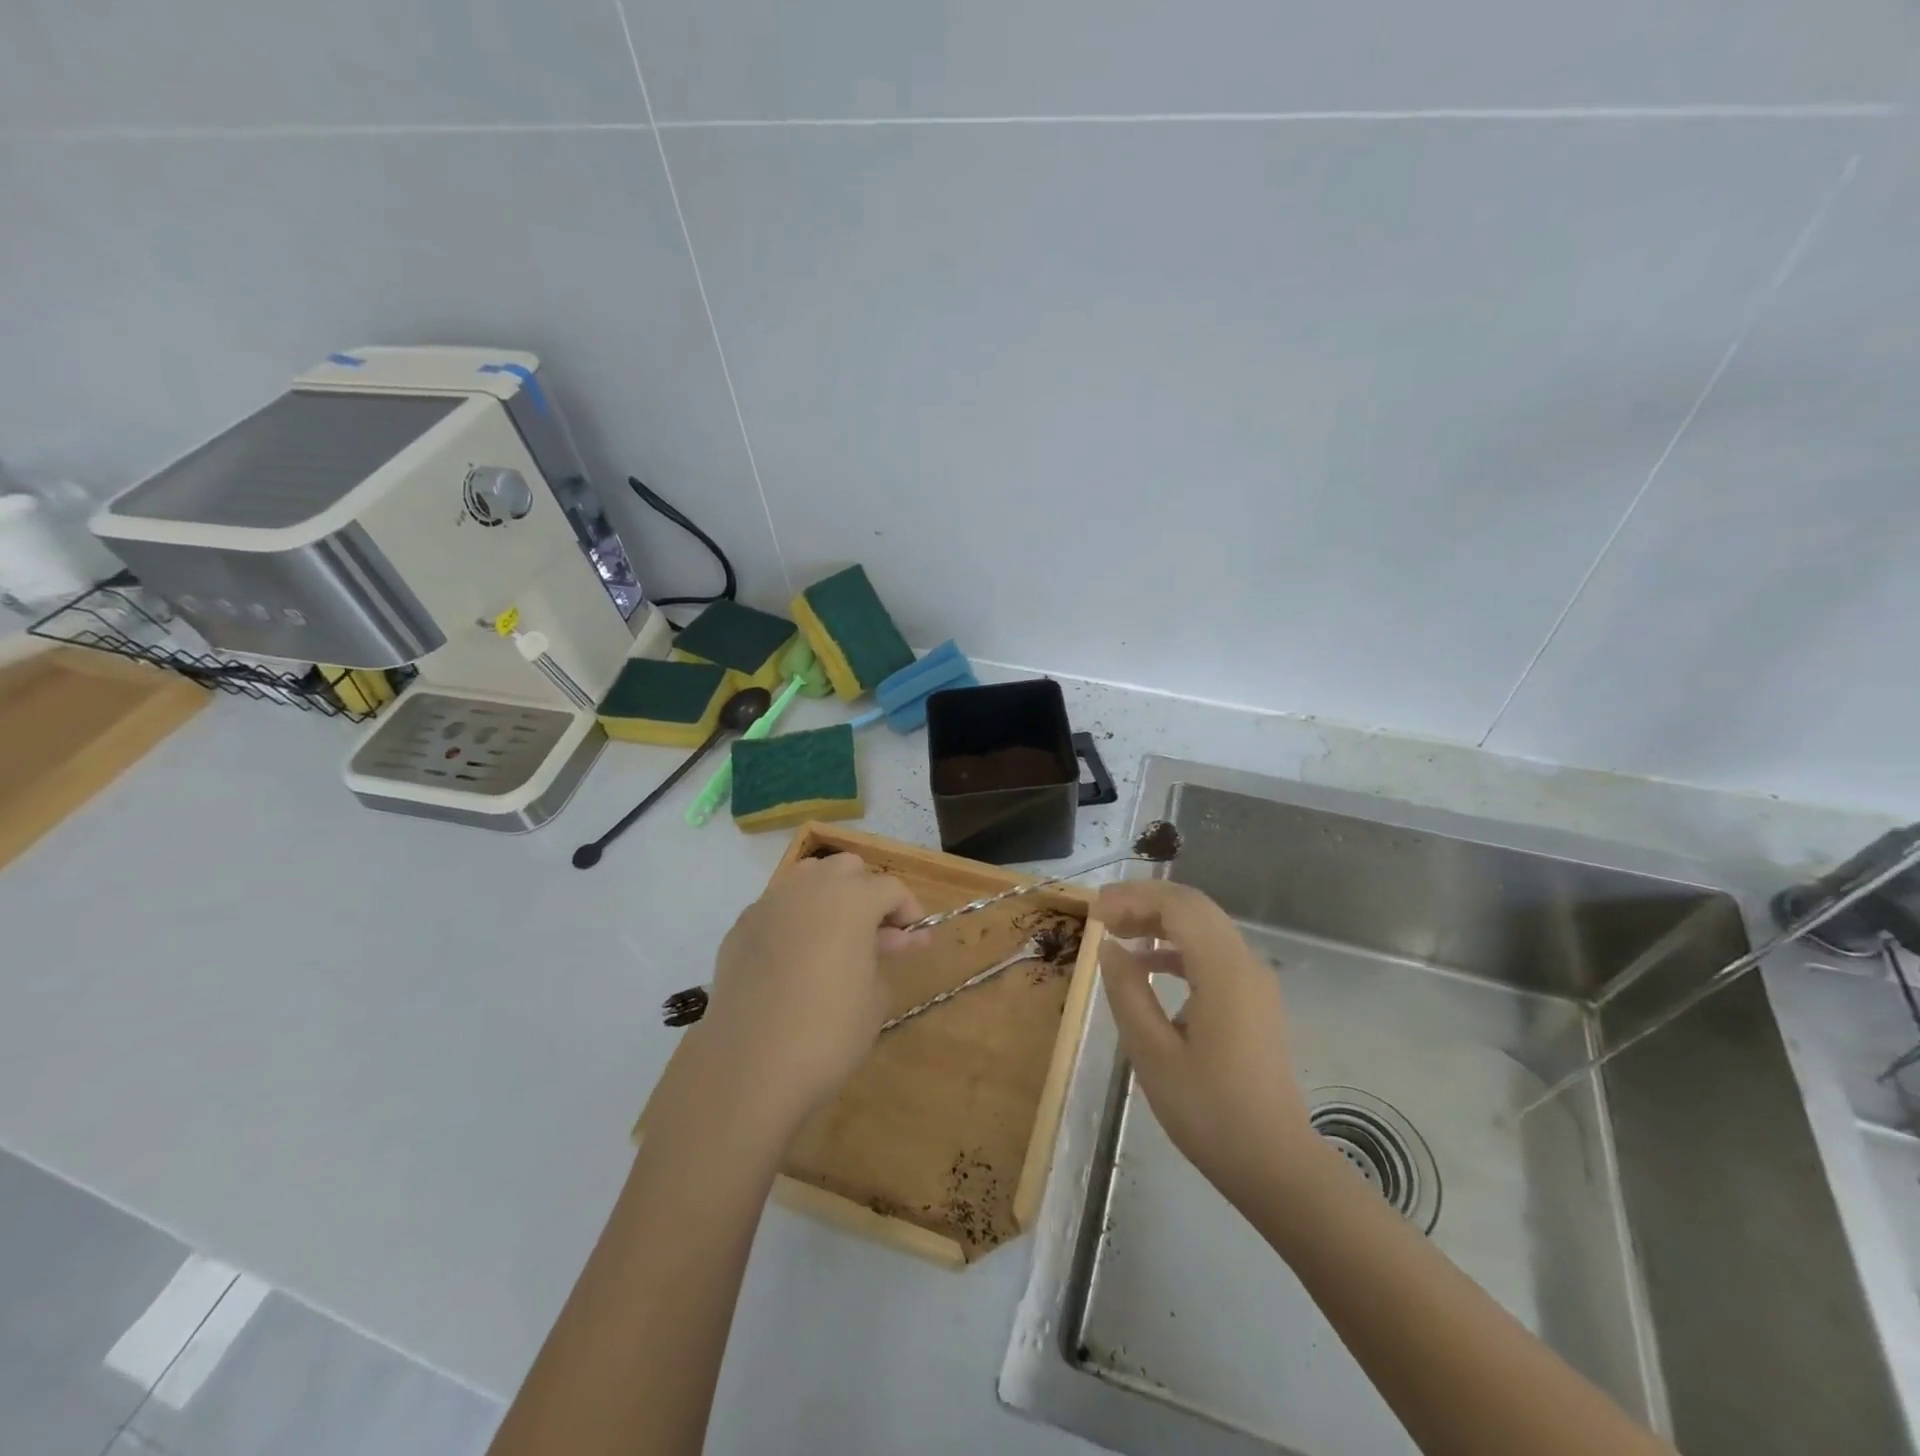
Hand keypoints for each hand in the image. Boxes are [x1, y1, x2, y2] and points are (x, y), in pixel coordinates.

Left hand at [695, 853, 928, 1133]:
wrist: (750, 1067)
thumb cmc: (829, 1031)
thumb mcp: (875, 995)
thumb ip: (885, 954)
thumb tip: (892, 938)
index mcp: (851, 898)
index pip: (890, 887)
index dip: (908, 910)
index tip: (915, 939)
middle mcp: (808, 888)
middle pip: (846, 868)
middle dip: (867, 892)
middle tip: (876, 933)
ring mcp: (768, 905)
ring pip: (807, 878)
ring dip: (829, 897)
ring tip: (837, 936)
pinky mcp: (740, 929)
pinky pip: (777, 908)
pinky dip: (795, 920)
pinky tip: (797, 958)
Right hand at [1096, 880, 1319, 1207]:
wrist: (1275, 1164)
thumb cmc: (1209, 1111)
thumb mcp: (1152, 1052)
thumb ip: (1127, 990)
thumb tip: (1109, 947)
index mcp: (1223, 971)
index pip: (1178, 906)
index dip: (1133, 898)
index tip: (1095, 913)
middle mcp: (1245, 963)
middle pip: (1194, 907)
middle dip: (1145, 901)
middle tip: (1102, 914)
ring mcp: (1255, 981)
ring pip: (1204, 926)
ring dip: (1161, 921)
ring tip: (1118, 933)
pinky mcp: (1254, 999)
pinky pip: (1213, 952)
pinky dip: (1177, 946)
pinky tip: (1147, 965)